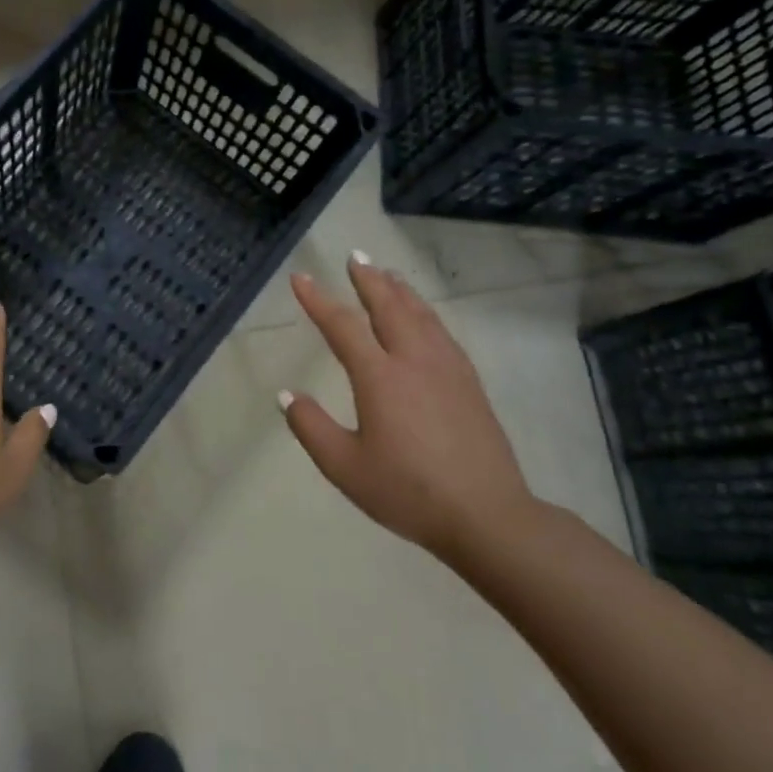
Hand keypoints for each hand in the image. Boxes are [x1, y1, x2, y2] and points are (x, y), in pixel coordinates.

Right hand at [281, 254, 533, 558]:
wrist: (486, 515)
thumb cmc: (407, 491)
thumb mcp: (344, 466)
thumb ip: (310, 427)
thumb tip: (286, 394)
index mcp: (380, 378)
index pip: (343, 327)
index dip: (318, 300)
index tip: (300, 279)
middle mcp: (414, 361)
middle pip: (389, 307)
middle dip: (368, 280)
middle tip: (354, 257)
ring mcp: (447, 370)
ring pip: (421, 316)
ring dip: (400, 291)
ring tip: (387, 275)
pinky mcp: (469, 384)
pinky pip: (442, 333)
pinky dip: (426, 314)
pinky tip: (425, 319)